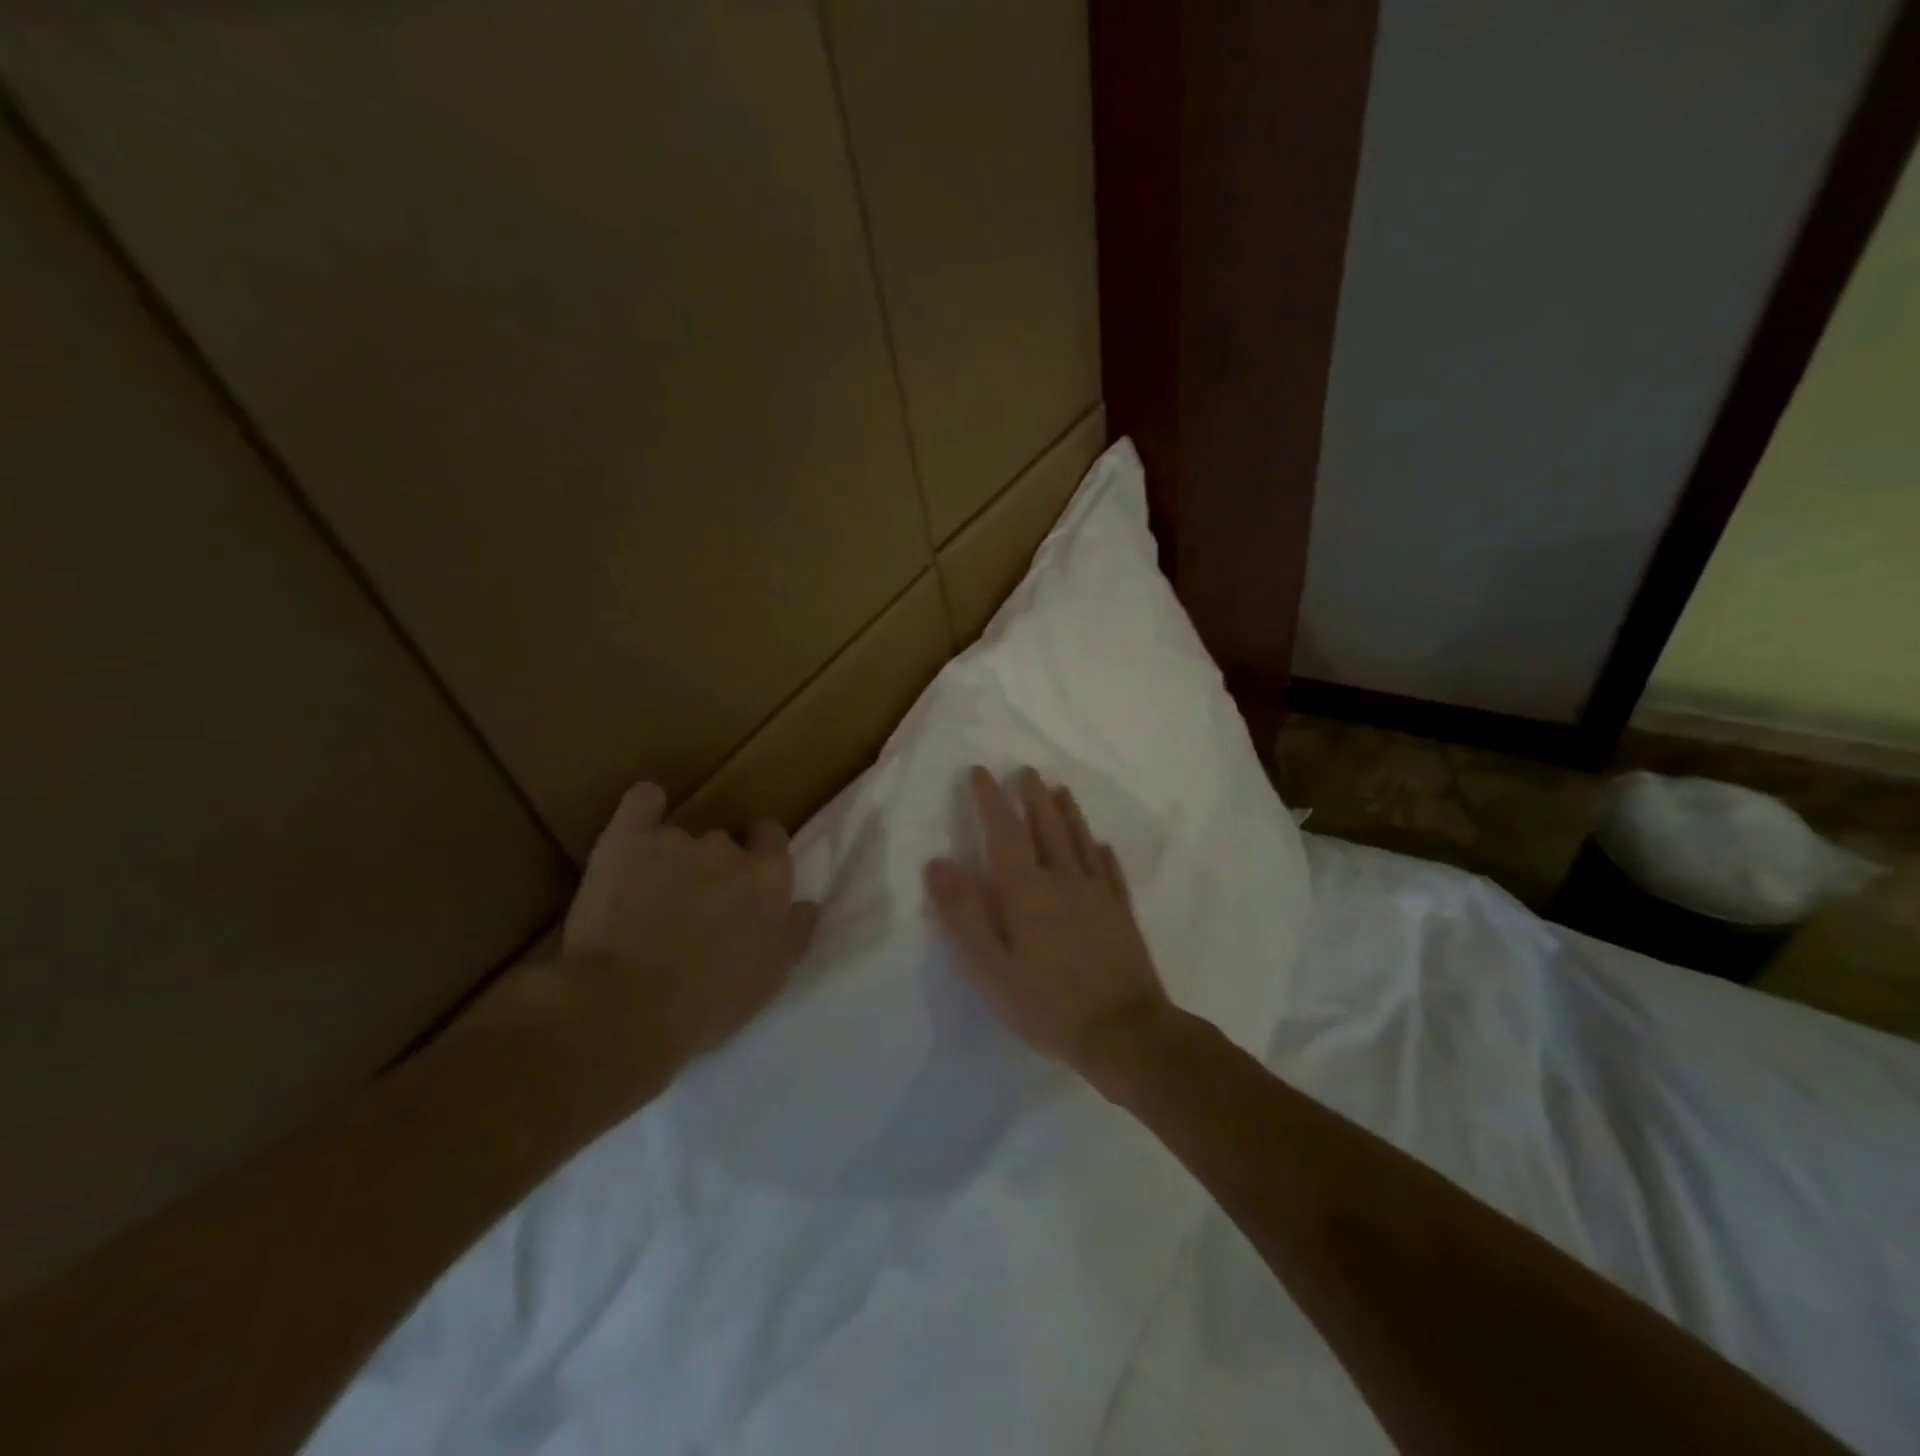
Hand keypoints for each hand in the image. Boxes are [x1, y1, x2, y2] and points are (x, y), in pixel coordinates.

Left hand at [556, 782, 819, 1067]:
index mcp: (767, 878)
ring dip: (670, 859)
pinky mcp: (628, 838)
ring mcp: (676, 839)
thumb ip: (795, 933)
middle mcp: (727, 849)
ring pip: (679, 837)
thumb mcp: (770, 978)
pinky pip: (641, 802)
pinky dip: (643, 808)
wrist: (624, 1008)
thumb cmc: (706, 1003)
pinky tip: (638, 824)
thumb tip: (809, 904)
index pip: (772, 838)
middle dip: (711, 866)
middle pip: (724, 842)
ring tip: (646, 898)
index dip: (759, 852)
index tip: (744, 878)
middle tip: (692, 906)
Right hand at [925, 766, 1170, 1072]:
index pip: (1005, 832)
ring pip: (1081, 840)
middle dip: (1033, 796)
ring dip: (1068, 812)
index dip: (991, 800)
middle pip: (1047, 826)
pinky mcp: (1122, 913)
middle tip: (1026, 771)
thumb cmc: (1048, 1004)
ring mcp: (1098, 894)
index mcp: (1027, 890)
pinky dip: (1103, 852)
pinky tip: (1102, 845)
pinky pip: (1111, 870)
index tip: (981, 771)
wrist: (1126, 1032)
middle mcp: (1064, 880)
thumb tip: (938, 862)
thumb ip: (964, 914)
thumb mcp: (992, 967)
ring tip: (1060, 789)